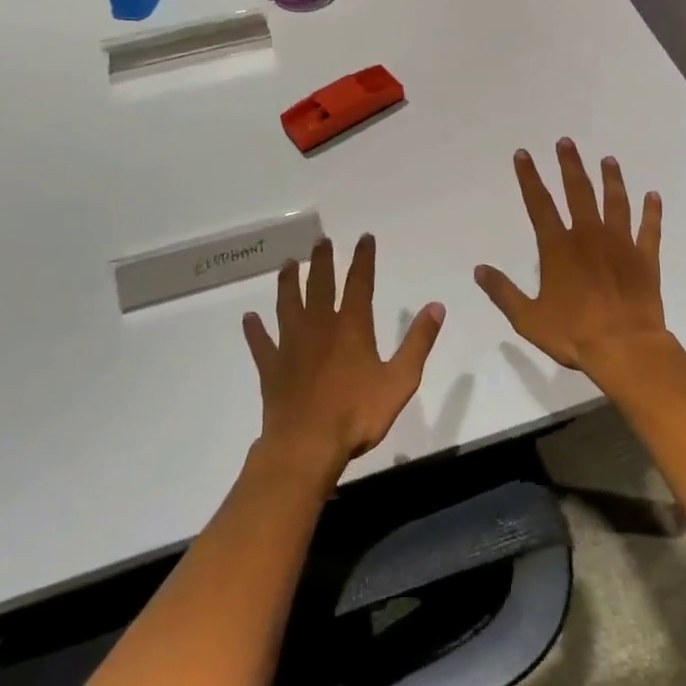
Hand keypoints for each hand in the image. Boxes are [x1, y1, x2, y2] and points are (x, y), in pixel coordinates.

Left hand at [243, 235, 443, 480]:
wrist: (307, 447)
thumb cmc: (357, 414)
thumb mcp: (400, 380)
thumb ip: (418, 342)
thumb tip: (436, 306)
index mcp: (351, 327)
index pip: (359, 283)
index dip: (363, 259)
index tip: (364, 238)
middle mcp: (319, 327)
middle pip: (319, 285)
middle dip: (321, 261)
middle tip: (320, 241)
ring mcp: (291, 346)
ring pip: (287, 305)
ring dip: (287, 283)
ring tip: (287, 264)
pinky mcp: (272, 368)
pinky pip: (261, 344)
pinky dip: (255, 330)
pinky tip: (249, 319)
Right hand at [475, 139, 682, 389]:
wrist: (625, 347)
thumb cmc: (573, 334)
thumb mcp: (528, 318)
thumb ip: (503, 292)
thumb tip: (479, 269)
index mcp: (558, 248)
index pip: (539, 204)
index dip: (529, 177)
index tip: (524, 154)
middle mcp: (589, 236)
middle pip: (578, 192)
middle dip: (570, 165)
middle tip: (566, 142)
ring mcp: (620, 244)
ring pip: (615, 202)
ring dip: (611, 179)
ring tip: (608, 160)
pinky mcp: (645, 258)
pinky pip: (649, 229)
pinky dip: (652, 211)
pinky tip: (654, 196)